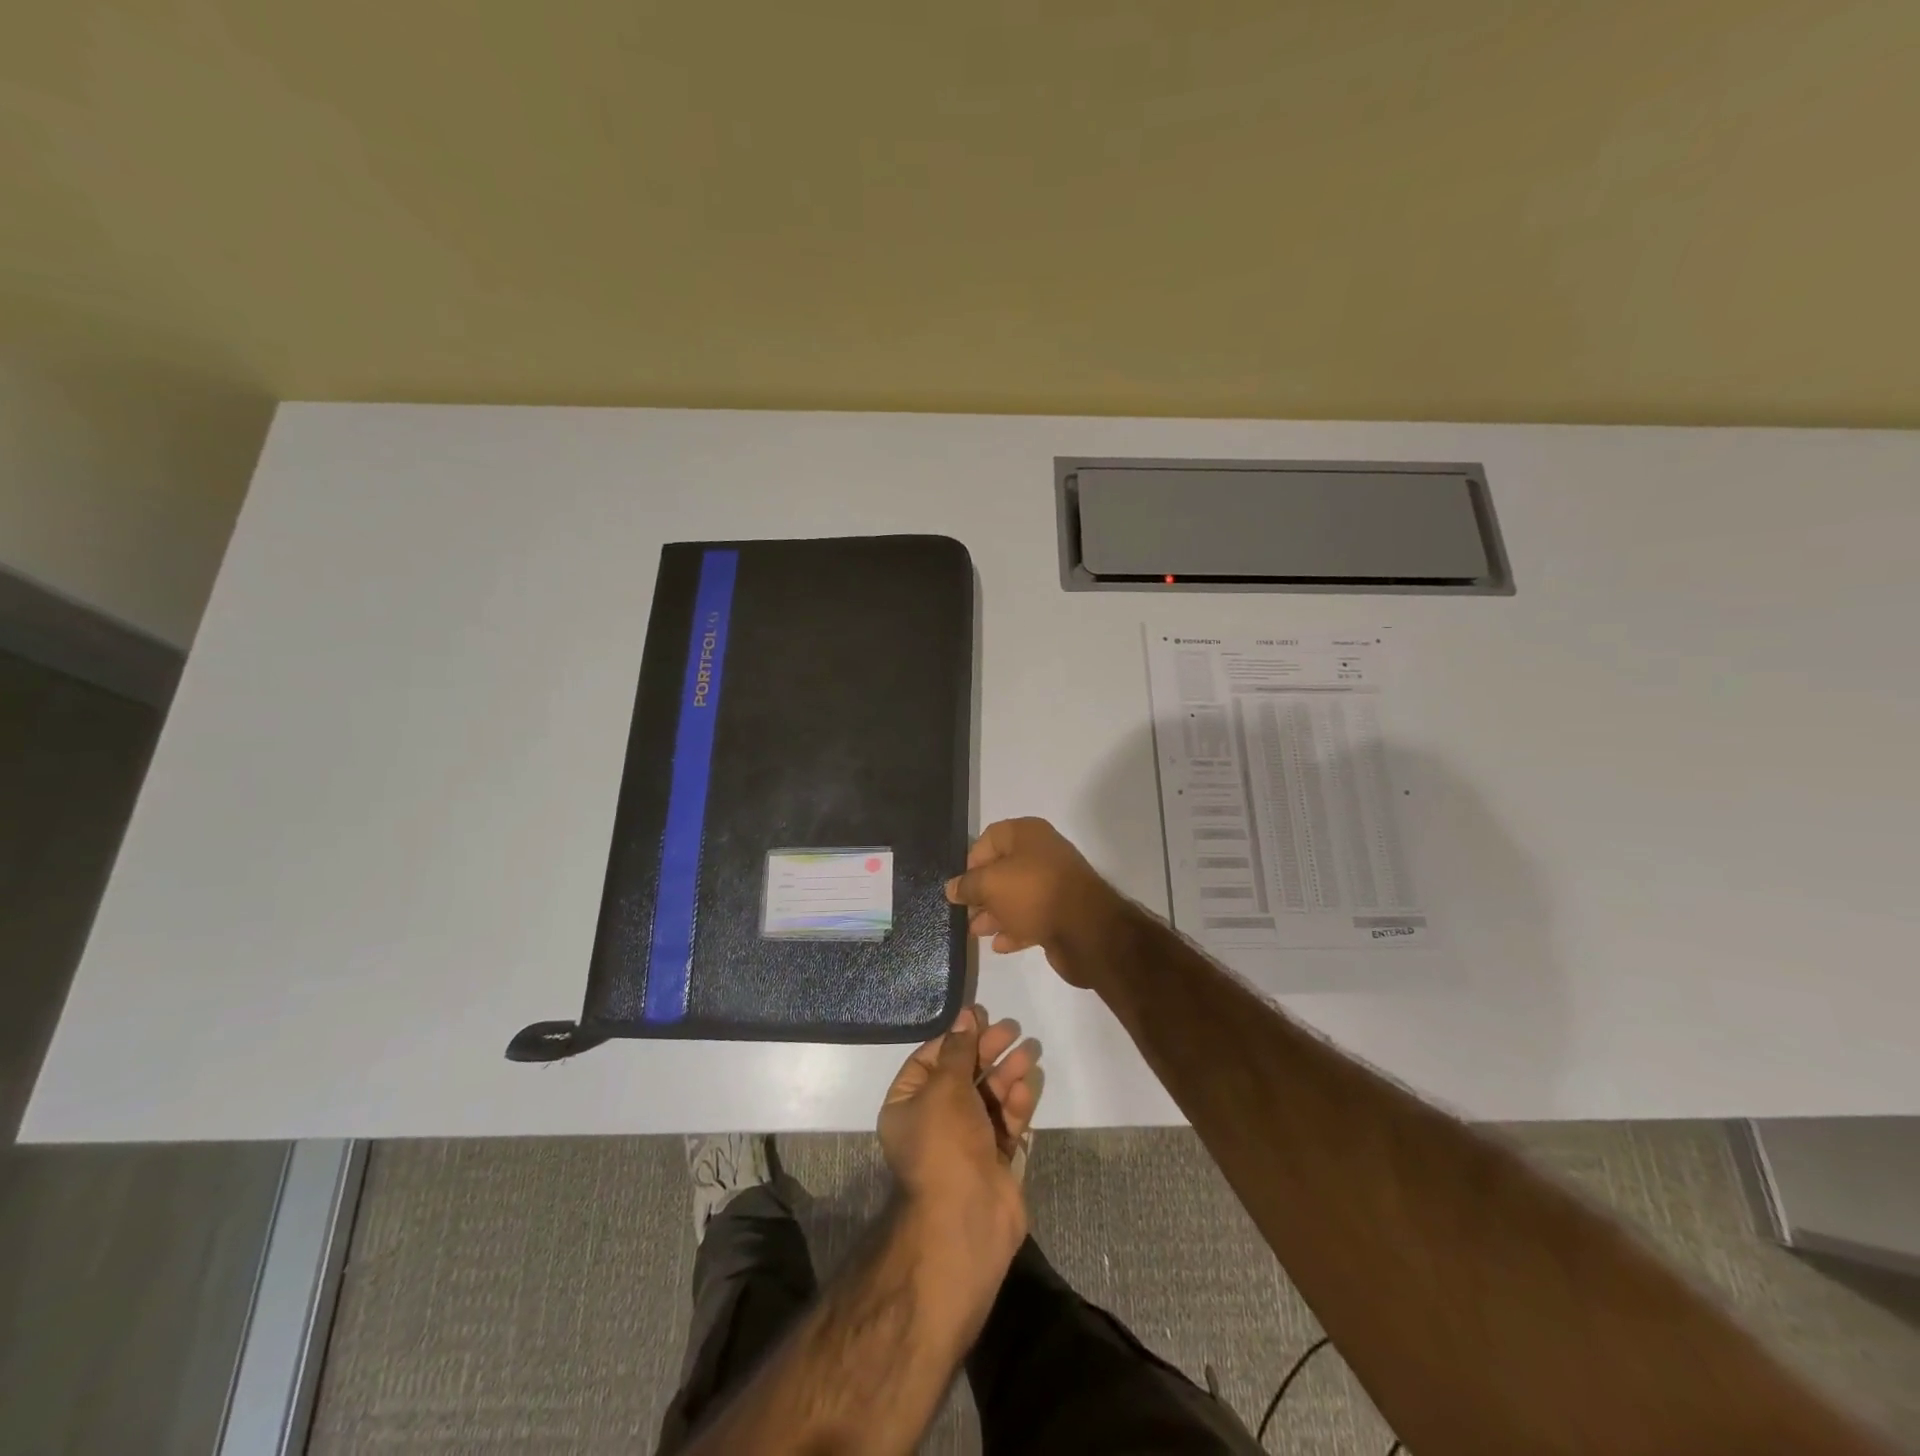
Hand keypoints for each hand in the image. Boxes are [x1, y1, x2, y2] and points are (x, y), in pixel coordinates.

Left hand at [877, 1004, 1040, 1269]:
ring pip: (987, 1098)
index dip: (954, 1038)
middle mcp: (933, 1123)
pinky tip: (1026, 1086)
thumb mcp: (946, 1087)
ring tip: (1029, 1051)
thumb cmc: (945, 1143)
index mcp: (907, 1106)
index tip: (980, 1018)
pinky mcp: (993, 1160)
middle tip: (1012, 1030)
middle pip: (962, 1076)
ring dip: (1006, 1073)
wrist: (967, 1219)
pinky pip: (1004, 1123)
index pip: (929, 1061)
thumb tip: (965, 1015)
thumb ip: (960, 1050)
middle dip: (986, 1052)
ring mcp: (964, 1143)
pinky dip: (1014, 1104)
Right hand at [944, 818, 1124, 988]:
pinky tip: (999, 944)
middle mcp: (1042, 854)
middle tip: (965, 913)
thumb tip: (952, 888)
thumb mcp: (990, 884)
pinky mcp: (1062, 912)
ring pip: (1016, 896)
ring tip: (977, 932)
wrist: (1086, 928)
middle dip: (982, 892)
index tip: (961, 887)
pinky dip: (1014, 928)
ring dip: (995, 913)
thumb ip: (967, 886)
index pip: (989, 839)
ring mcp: (1054, 884)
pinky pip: (1031, 916)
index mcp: (1027, 834)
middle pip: (1002, 869)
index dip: (971, 861)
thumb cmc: (1032, 892)